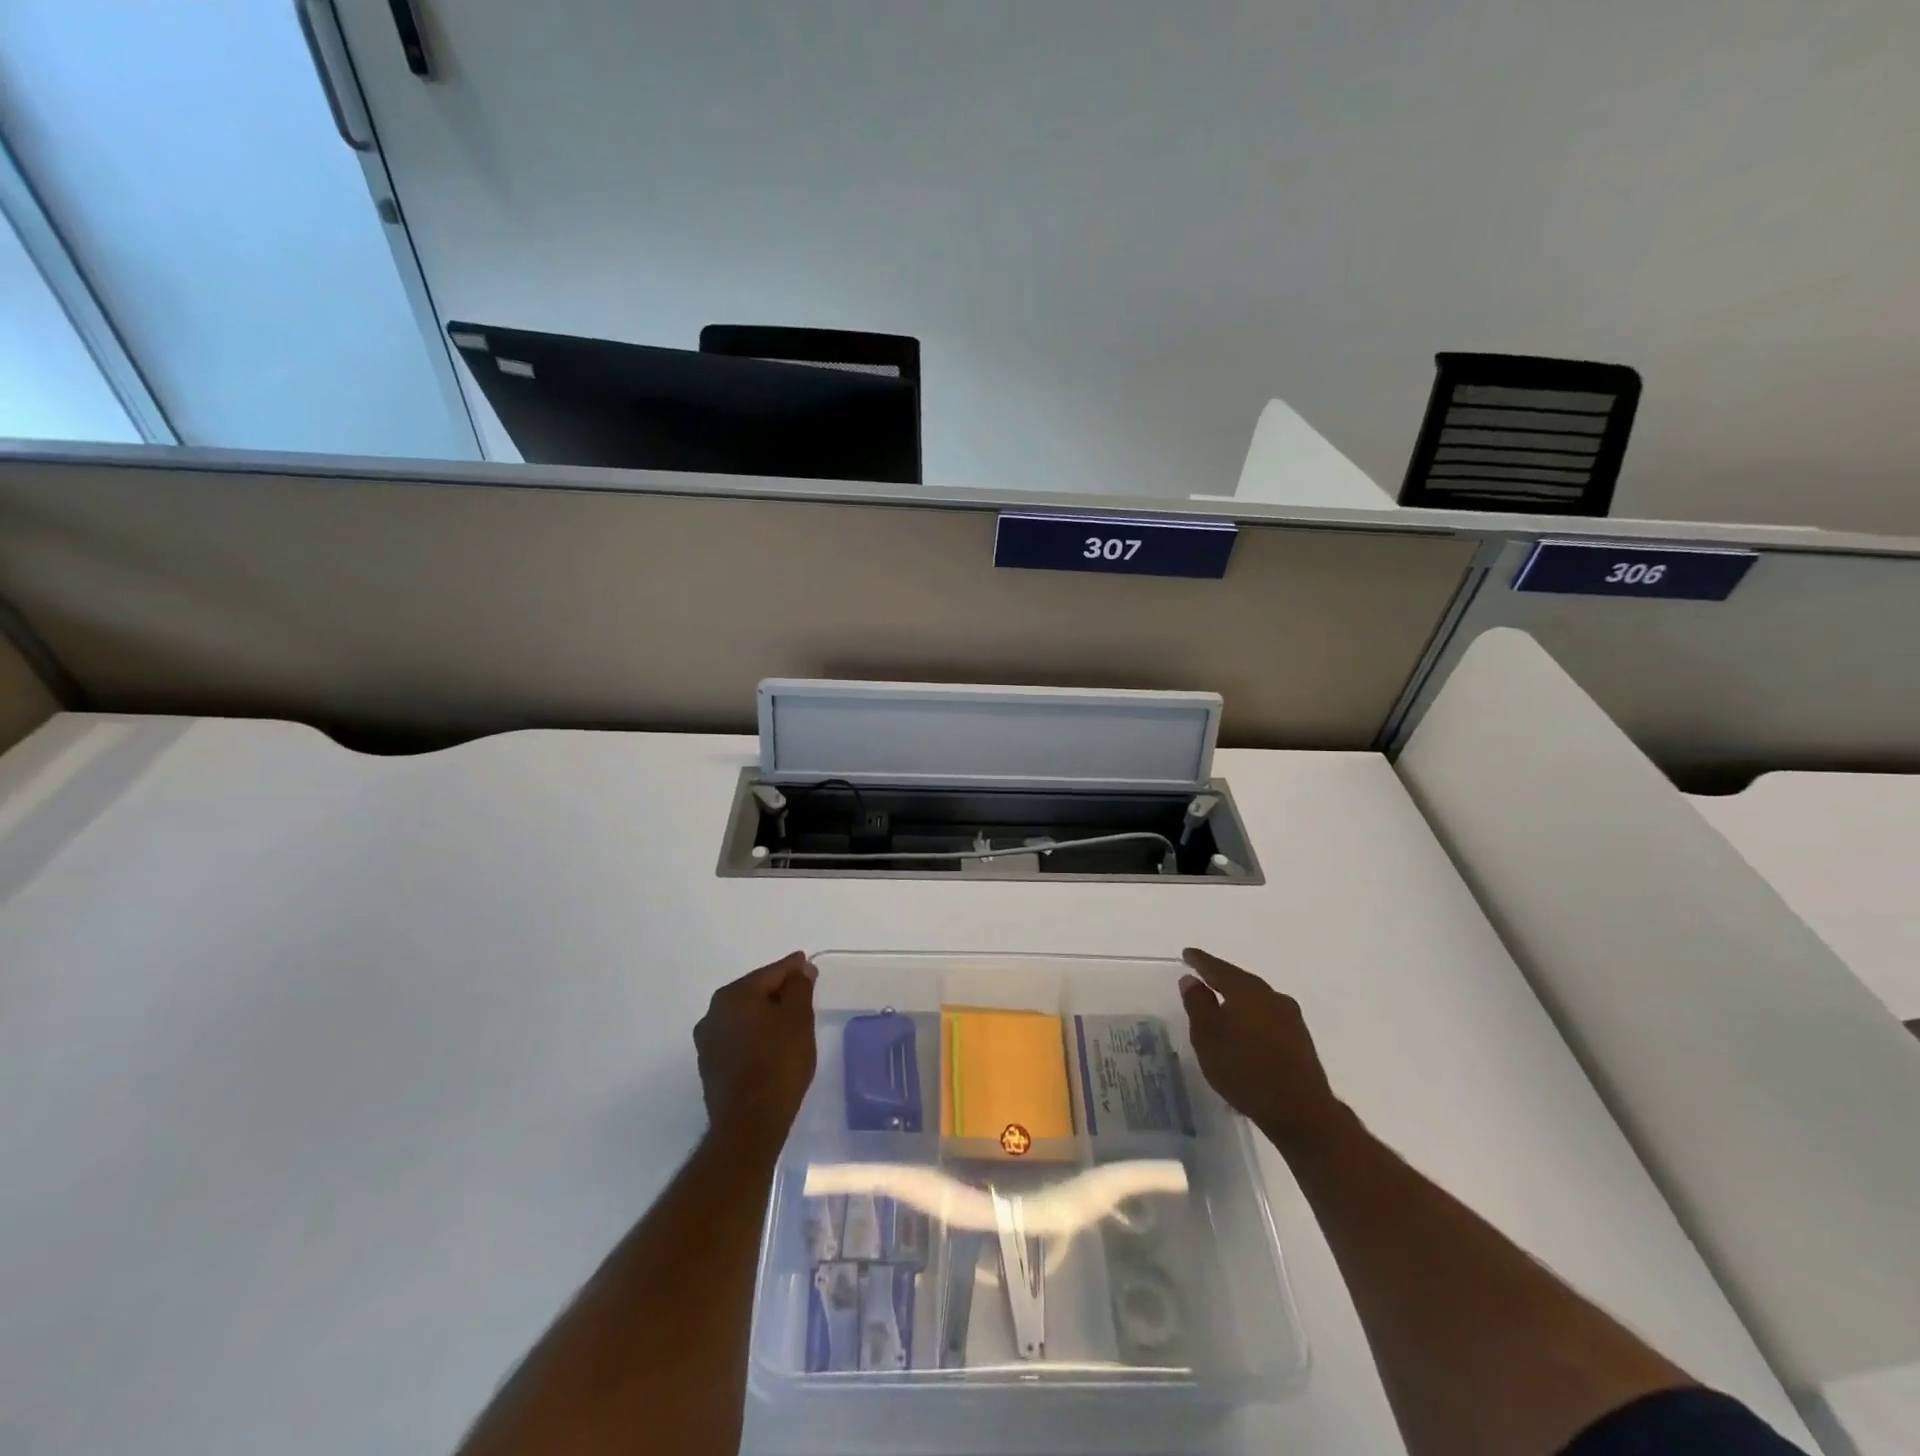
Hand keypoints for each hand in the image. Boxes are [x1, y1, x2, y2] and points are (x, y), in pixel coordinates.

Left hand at [694, 952, 817, 1145]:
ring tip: (789, 1023)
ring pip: (744, 1017)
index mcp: (734, 995)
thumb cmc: (779, 1063)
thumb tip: (800, 969)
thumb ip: (799, 987)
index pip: (771, 972)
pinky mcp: (709, 1067)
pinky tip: (771, 1047)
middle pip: (754, 992)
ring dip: (764, 1016)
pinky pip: (737, 1039)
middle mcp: (713, 1013)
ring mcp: (707, 1042)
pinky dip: (754, 1036)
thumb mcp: (798, 1018)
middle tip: (803, 995)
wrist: (750, 1124)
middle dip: (778, 992)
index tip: (807, 964)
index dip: (793, 968)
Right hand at [1178, 947, 1346, 1153]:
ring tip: (1223, 1004)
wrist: (1300, 1110)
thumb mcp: (1207, 1037)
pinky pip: (1269, 1017)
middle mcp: (1271, 996)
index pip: (1217, 968)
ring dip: (1239, 999)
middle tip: (1203, 977)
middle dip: (1221, 978)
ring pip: (1257, 999)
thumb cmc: (1244, 1069)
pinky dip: (1253, 1017)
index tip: (1187, 954)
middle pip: (1240, 981)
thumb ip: (1198, 1005)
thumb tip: (1192, 980)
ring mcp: (1290, 1018)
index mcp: (1245, 990)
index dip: (1200, 961)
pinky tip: (1246, 1030)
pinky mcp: (1300, 1040)